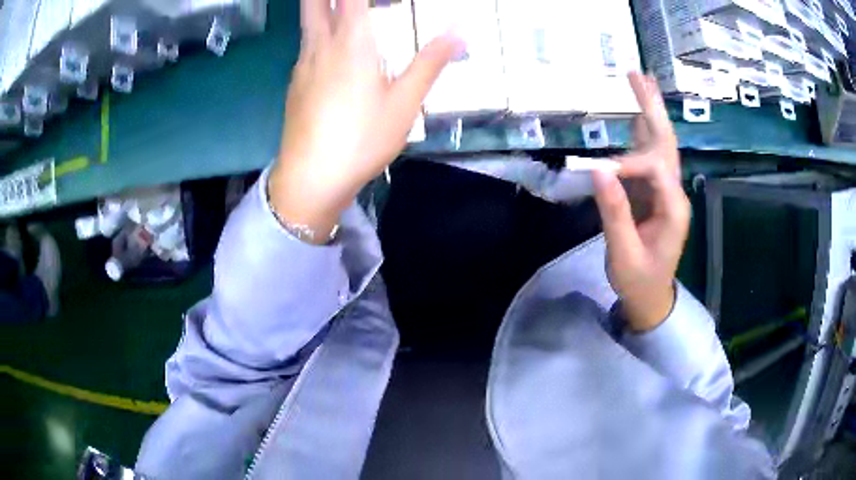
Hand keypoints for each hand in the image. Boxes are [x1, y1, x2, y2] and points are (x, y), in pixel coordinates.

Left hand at [269, 0, 463, 242]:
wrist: (310, 179)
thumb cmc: (361, 139)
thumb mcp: (405, 103)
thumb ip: (430, 62)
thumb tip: (459, 29)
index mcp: (351, 42)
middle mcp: (320, 45)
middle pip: (314, 1)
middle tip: (350, 1)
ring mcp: (302, 64)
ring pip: (307, 20)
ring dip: (322, 6)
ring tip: (343, 9)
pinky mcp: (295, 83)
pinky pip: (307, 44)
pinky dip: (320, 32)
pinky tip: (333, 48)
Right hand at [592, 73, 690, 331]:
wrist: (650, 296)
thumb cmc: (639, 280)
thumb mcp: (624, 253)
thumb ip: (614, 212)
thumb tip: (598, 170)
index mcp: (673, 207)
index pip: (655, 168)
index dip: (629, 164)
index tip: (601, 174)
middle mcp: (674, 192)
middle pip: (665, 142)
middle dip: (652, 108)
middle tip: (638, 75)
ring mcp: (664, 190)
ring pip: (660, 143)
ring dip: (649, 112)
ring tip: (640, 81)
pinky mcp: (653, 192)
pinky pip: (648, 156)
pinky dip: (641, 132)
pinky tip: (636, 114)